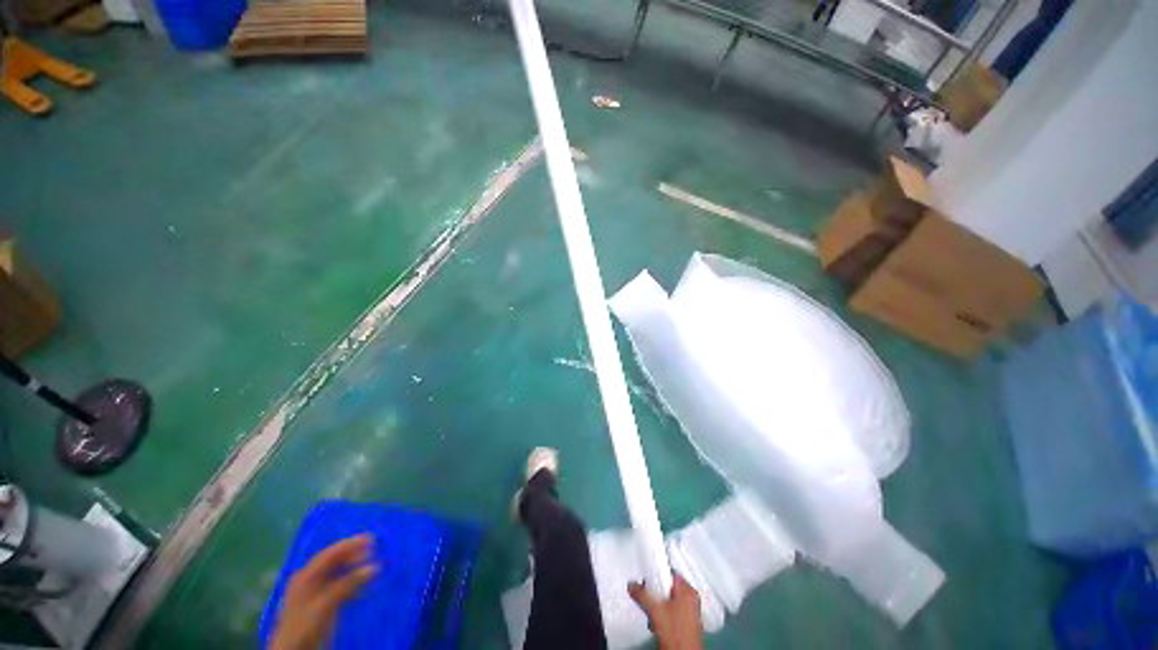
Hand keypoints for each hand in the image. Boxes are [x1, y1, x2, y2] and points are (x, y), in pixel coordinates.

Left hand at [269, 535, 377, 649]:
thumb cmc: (306, 625)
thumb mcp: (326, 603)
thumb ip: (348, 584)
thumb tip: (374, 566)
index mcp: (306, 576)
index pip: (330, 554)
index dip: (350, 544)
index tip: (370, 538)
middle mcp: (310, 580)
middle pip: (334, 562)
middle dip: (354, 555)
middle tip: (374, 551)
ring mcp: (316, 593)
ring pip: (338, 574)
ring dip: (355, 569)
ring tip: (373, 566)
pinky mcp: (323, 604)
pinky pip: (341, 587)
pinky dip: (354, 583)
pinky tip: (365, 585)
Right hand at [628, 574, 703, 649]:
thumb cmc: (674, 632)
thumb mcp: (655, 610)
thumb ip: (641, 595)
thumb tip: (631, 585)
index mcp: (688, 590)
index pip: (669, 572)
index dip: (655, 575)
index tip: (645, 582)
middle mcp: (691, 598)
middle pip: (668, 587)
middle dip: (655, 594)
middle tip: (647, 600)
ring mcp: (691, 611)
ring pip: (669, 600)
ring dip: (657, 607)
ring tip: (652, 616)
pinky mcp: (688, 623)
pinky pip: (672, 611)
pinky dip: (663, 615)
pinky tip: (657, 624)